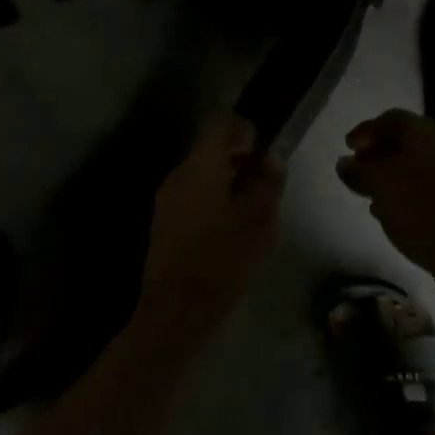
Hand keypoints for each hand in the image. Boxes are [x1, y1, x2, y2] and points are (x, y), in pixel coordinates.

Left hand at [143, 114, 285, 327]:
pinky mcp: (163, 222)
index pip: (219, 123)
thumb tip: (271, 160)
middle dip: (238, 158)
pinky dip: (213, 199)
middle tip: (265, 182)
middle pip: (209, 148)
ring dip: (227, 180)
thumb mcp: (260, 221)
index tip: (263, 148)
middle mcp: (178, 174)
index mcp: (200, 166)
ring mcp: (166, 199)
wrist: (176, 311)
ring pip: (201, 173)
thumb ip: (268, 184)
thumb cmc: (222, 260)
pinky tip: (231, 226)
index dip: (243, 128)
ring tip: (252, 208)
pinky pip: (192, 195)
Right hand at [336, 109, 434, 291]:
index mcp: (427, 133)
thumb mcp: (381, 185)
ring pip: (412, 164)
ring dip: (387, 175)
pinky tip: (387, 210)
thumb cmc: (421, 208)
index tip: (346, 149)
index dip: (365, 131)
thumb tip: (345, 163)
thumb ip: (358, 170)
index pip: (390, 119)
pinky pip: (422, 185)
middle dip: (375, 154)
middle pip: (402, 141)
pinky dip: (403, 191)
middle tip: (355, 172)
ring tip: (367, 193)